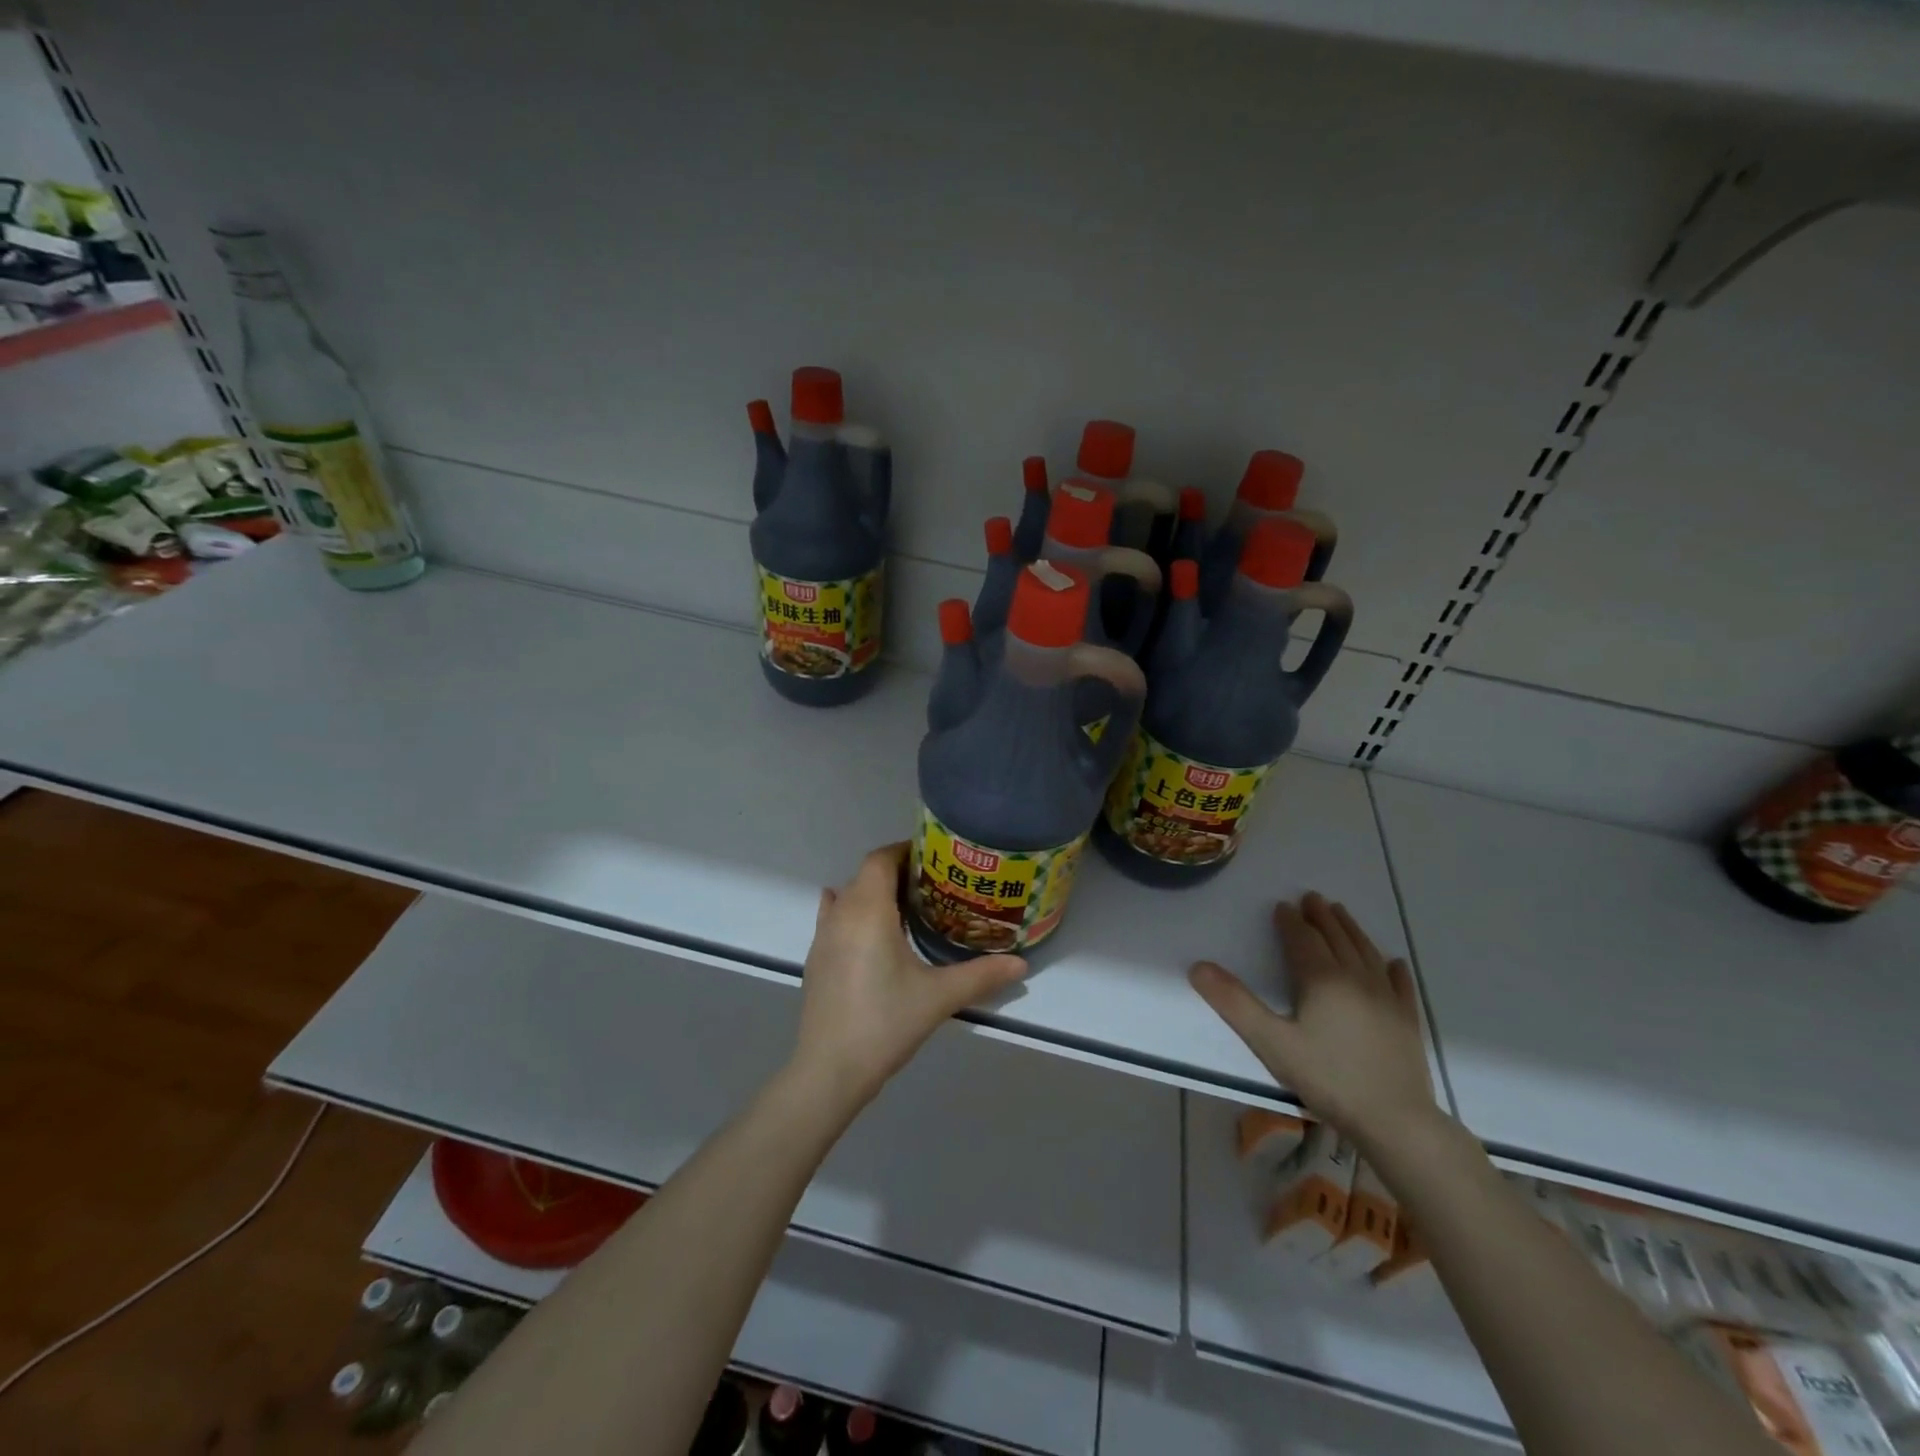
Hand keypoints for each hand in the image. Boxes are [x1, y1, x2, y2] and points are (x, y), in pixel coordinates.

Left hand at [791, 843, 1026, 1113]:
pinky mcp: (815, 959)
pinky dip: (852, 911)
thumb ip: (981, 976)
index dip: (905, 851)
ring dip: (874, 893)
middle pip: (865, 875)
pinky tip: (868, 929)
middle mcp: (841, 914)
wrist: (829, 1071)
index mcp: (868, 911)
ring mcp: (822, 937)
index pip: (880, 860)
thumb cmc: (885, 1023)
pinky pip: (833, 918)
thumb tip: (1022, 964)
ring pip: (848, 896)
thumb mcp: (939, 997)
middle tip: (934, 886)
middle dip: (897, 872)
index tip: (934, 857)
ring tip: (907, 907)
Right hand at [1189, 892, 1434, 1149]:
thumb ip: (1234, 1003)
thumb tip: (1198, 966)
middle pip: (1337, 938)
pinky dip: (1393, 969)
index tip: (1282, 906)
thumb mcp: (1270, 1042)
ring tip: (1341, 913)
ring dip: (1351, 930)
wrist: (1395, 1121)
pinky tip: (1393, 962)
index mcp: (1322, 979)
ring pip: (1366, 952)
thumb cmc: (1328, 1078)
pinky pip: (1400, 984)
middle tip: (1312, 898)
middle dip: (1322, 917)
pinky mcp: (1407, 1021)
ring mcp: (1387, 999)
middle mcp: (1356, 979)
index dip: (1290, 921)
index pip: (1303, 939)